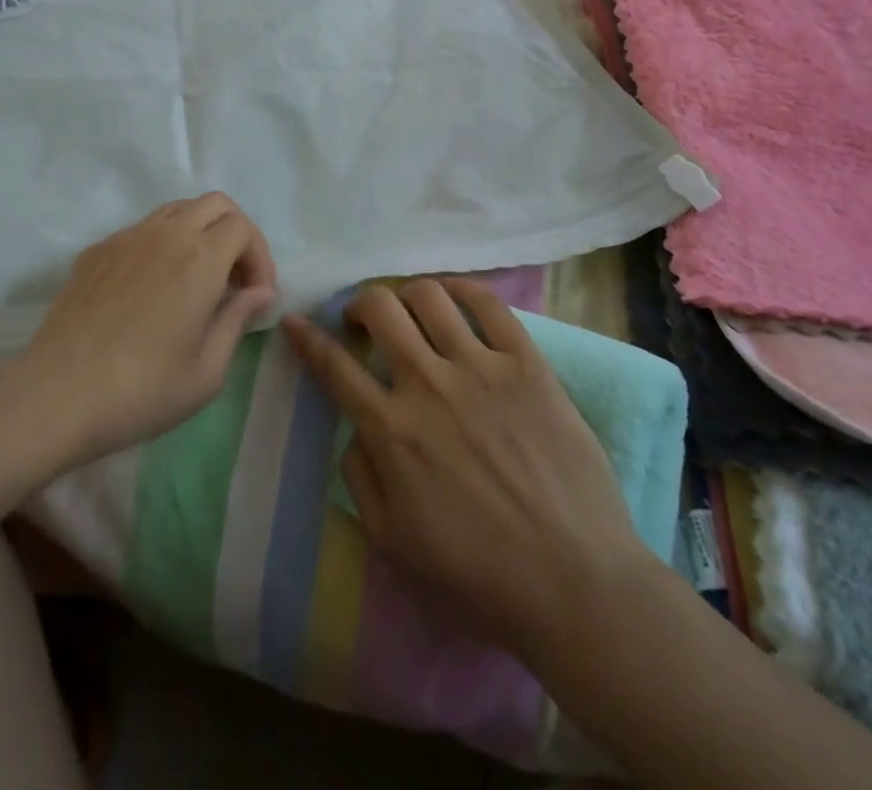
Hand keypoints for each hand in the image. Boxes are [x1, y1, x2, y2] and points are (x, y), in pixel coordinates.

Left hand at [14, 194, 277, 465]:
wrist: (56, 396)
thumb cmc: (141, 391)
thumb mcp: (207, 372)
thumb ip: (238, 320)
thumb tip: (259, 292)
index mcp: (199, 259)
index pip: (243, 227)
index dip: (259, 256)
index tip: (256, 295)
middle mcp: (165, 235)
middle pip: (215, 203)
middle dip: (235, 233)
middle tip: (233, 279)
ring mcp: (126, 238)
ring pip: (177, 209)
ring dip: (199, 232)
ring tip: (196, 279)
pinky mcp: (96, 251)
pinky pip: (142, 230)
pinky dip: (162, 244)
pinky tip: (152, 289)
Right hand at [281, 279, 648, 664]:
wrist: (575, 581)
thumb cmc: (478, 572)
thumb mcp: (392, 540)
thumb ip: (359, 475)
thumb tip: (354, 426)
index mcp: (391, 429)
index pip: (333, 365)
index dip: (307, 337)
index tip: (296, 320)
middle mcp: (428, 384)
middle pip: (379, 308)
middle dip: (361, 304)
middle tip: (366, 320)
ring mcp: (481, 367)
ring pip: (428, 295)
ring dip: (408, 295)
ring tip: (413, 312)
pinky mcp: (527, 363)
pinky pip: (488, 303)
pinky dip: (462, 289)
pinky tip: (454, 298)